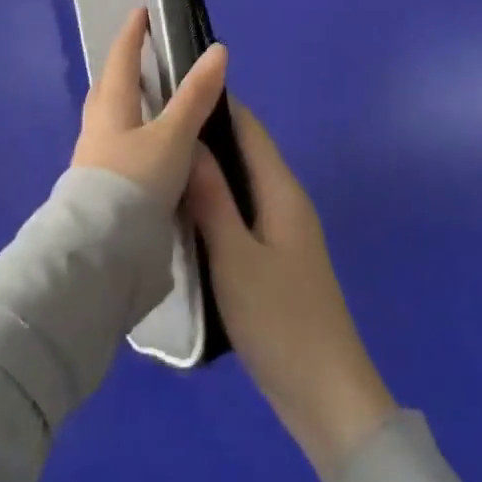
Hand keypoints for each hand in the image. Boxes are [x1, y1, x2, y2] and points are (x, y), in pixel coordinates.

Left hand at [71, 7, 227, 210]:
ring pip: (108, 117)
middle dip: (123, 67)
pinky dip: (128, 133)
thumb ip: (195, 96)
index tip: (140, 13)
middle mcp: (97, 125)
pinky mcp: (97, 185)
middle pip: (108, 86)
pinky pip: (112, 144)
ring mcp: (93, 156)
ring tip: (147, 102)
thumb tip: (217, 50)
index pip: (121, 58)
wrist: (99, 248)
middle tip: (141, 56)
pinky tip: (142, 148)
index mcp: (111, 105)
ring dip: (124, 102)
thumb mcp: (172, 136)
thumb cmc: (134, 180)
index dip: (132, 33)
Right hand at [187, 103, 396, 481]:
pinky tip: (183, 211)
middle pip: (245, 152)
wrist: (327, 396)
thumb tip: (188, 141)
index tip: (173, 85)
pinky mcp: (275, 258)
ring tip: (159, 162)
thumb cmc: (280, 320)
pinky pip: (242, 212)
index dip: (216, 102)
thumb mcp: (235, 257)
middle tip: (154, 126)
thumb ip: (211, 198)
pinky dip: (215, 202)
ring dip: (208, 170)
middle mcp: (286, 201)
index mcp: (281, 191)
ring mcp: (283, 232)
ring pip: (241, 184)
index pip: (248, 128)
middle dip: (205, 134)